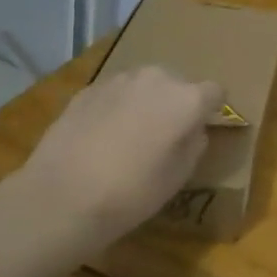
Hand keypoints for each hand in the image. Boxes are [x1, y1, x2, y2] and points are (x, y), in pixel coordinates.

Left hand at [16, 66, 223, 255]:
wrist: (60, 198)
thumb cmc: (131, 192)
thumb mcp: (179, 176)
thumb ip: (194, 144)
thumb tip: (193, 129)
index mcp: (187, 99)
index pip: (215, 92)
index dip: (211, 110)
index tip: (199, 130)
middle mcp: (157, 78)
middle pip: (178, 83)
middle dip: (176, 103)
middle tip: (163, 135)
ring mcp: (120, 80)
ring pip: (145, 85)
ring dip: (145, 102)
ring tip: (130, 135)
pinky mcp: (88, 90)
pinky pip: (115, 93)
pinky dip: (116, 107)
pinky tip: (101, 137)